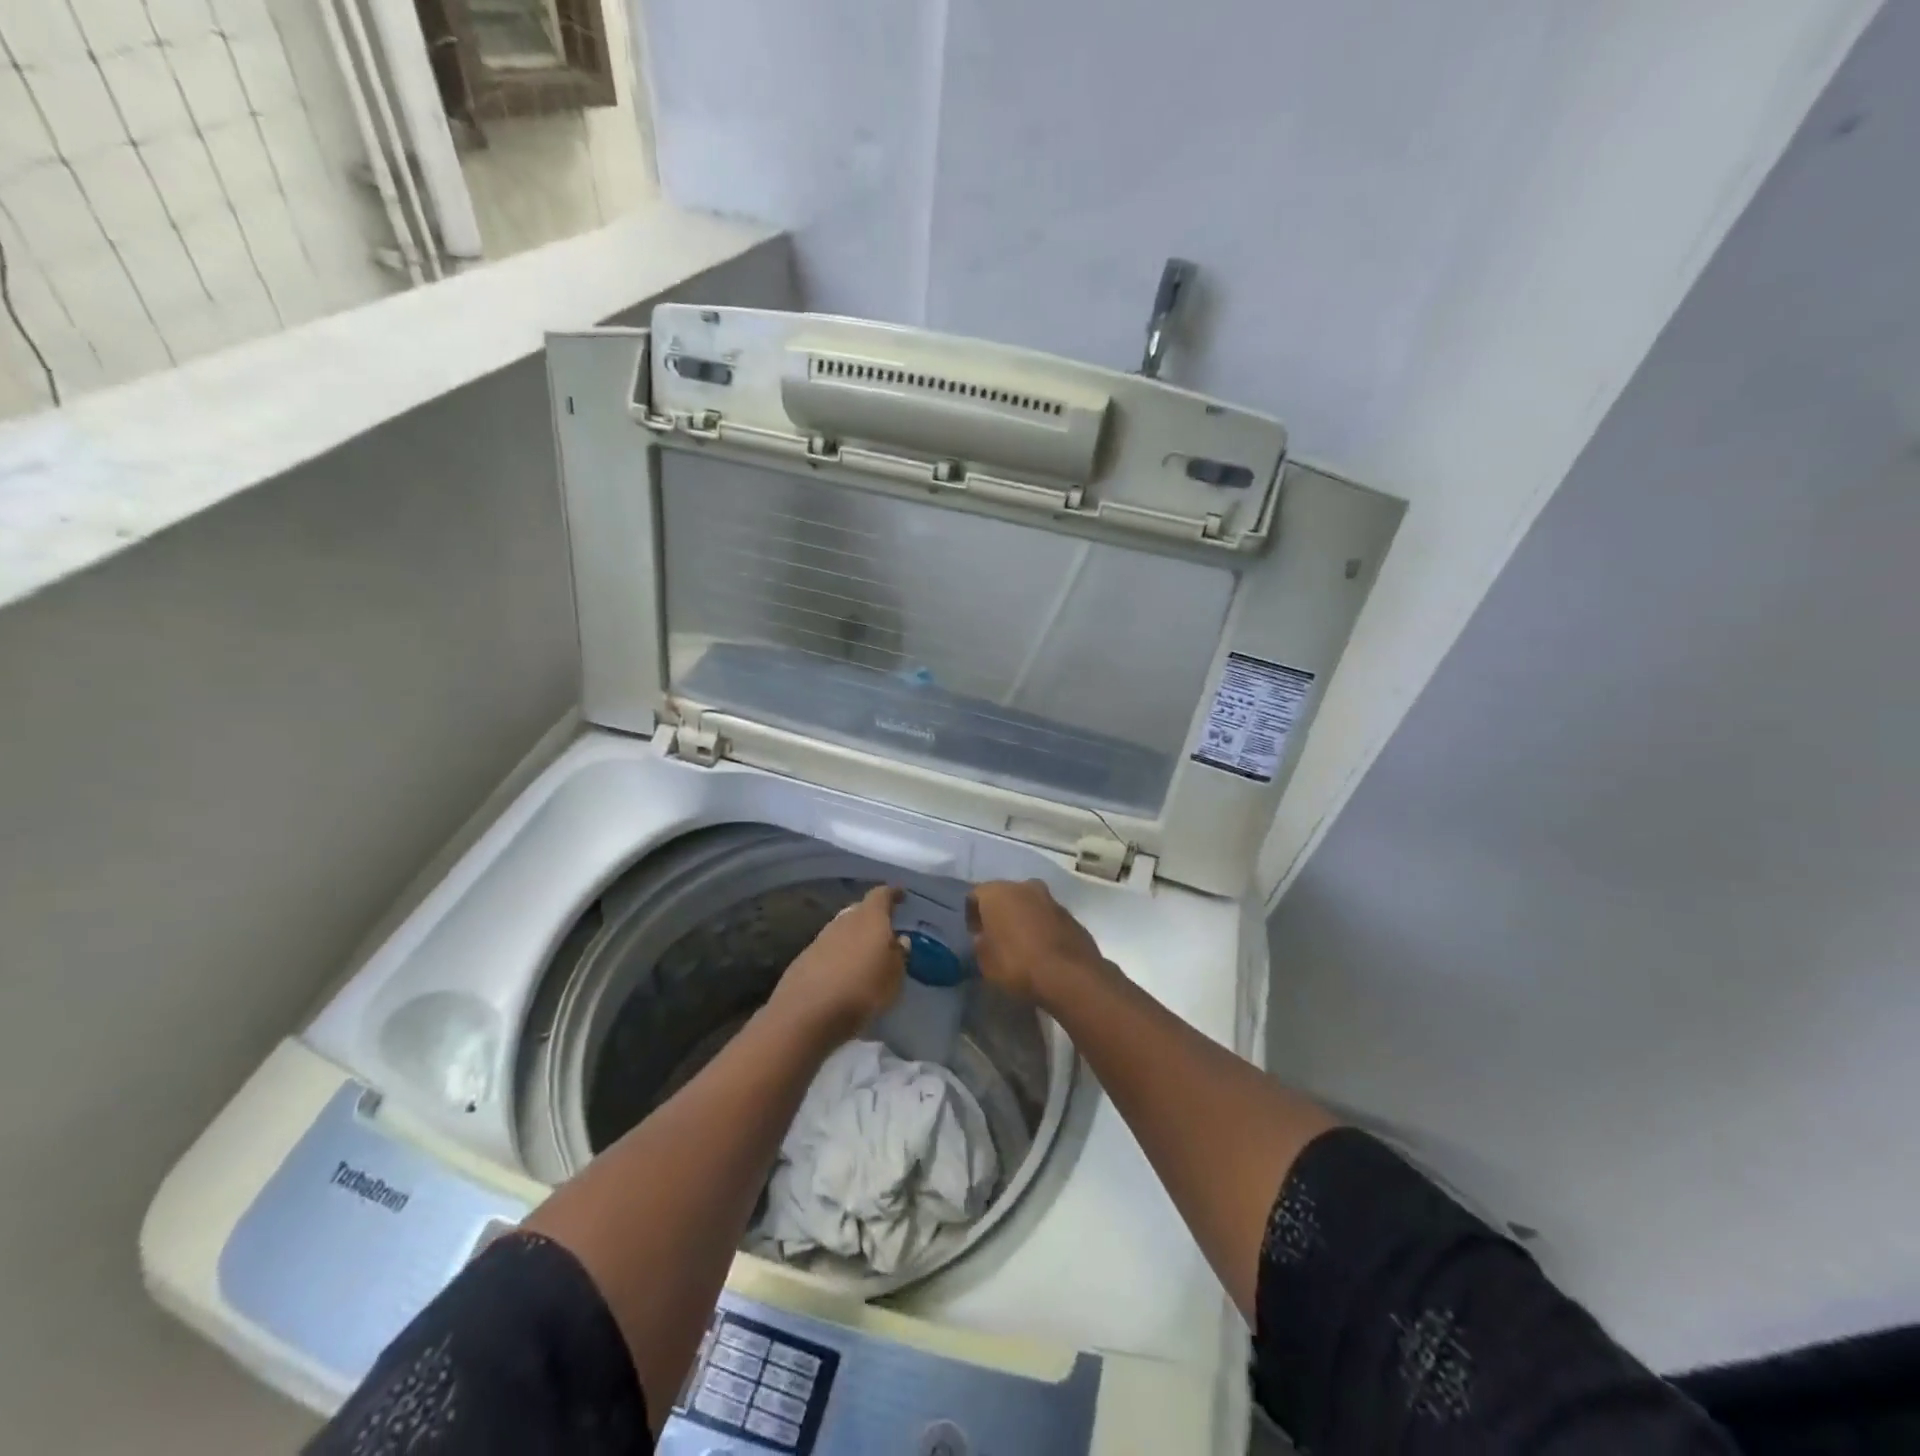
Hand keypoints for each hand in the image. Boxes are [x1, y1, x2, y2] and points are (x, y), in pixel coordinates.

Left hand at [770, 886, 908, 1045]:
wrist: (806, 1014)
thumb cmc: (862, 990)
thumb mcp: (894, 977)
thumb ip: (899, 955)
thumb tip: (900, 940)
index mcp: (869, 918)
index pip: (882, 895)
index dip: (892, 893)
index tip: (901, 894)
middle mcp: (844, 921)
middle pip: (860, 910)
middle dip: (873, 916)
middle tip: (886, 927)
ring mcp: (821, 938)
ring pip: (842, 929)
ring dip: (854, 936)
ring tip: (866, 952)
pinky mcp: (804, 959)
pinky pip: (829, 949)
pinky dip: (839, 954)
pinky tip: (843, 971)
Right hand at [966, 880, 1106, 1008]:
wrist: (1070, 976)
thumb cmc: (1018, 965)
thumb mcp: (985, 962)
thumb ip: (981, 944)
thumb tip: (984, 938)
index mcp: (997, 893)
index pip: (975, 896)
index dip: (972, 915)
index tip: (974, 934)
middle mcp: (1024, 887)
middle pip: (1005, 895)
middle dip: (999, 912)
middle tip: (996, 937)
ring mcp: (1051, 899)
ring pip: (1029, 903)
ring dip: (1023, 918)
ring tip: (1021, 944)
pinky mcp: (1071, 915)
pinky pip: (1048, 917)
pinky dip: (1042, 927)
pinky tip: (1042, 949)